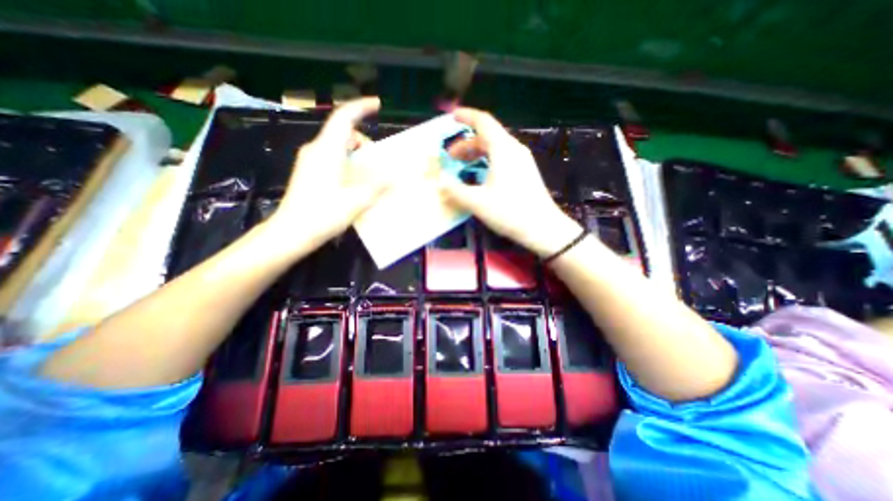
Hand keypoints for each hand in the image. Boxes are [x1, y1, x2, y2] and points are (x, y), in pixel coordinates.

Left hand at [268, 96, 386, 251]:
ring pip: (338, 147)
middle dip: (364, 141)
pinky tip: (357, 182)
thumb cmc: (323, 214)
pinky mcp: (309, 173)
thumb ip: (378, 186)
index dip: (361, 107)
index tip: (377, 104)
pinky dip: (348, 163)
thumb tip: (396, 176)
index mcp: (327, 151)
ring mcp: (310, 161)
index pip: (344, 118)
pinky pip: (333, 158)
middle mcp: (316, 150)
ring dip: (357, 154)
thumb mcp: (357, 201)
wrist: (291, 233)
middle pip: (343, 133)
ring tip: (371, 174)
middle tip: (380, 160)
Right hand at [438, 110, 579, 257]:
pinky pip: (502, 158)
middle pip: (487, 137)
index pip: (483, 122)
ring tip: (462, 166)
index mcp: (503, 149)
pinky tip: (480, 176)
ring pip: (495, 148)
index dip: (466, 116)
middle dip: (466, 143)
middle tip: (450, 157)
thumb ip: (455, 190)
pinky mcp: (525, 172)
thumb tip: (440, 182)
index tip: (452, 117)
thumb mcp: (477, 201)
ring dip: (476, 153)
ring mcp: (522, 161)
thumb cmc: (510, 211)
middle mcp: (514, 149)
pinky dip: (487, 161)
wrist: (543, 227)